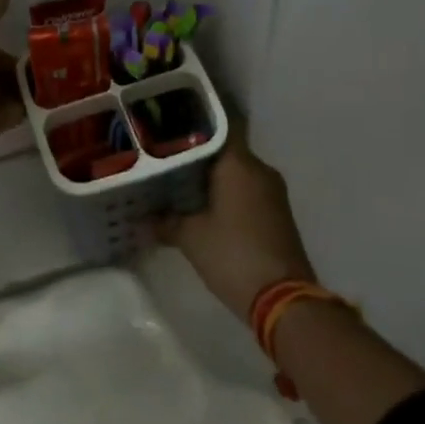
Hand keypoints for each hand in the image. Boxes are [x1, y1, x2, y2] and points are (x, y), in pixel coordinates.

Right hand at [157, 140, 316, 322]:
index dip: (192, 122)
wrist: (283, 301)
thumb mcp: (190, 237)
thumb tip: (141, 218)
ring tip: (176, 180)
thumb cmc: (233, 255)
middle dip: (195, 153)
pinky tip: (200, 204)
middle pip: (224, 150)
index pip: (217, 126)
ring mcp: (272, 192)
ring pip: (235, 172)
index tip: (168, 123)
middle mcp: (259, 170)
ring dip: (210, 176)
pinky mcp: (277, 214)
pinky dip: (225, 193)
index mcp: (239, 164)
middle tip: (163, 156)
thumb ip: (164, 220)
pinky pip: (245, 190)